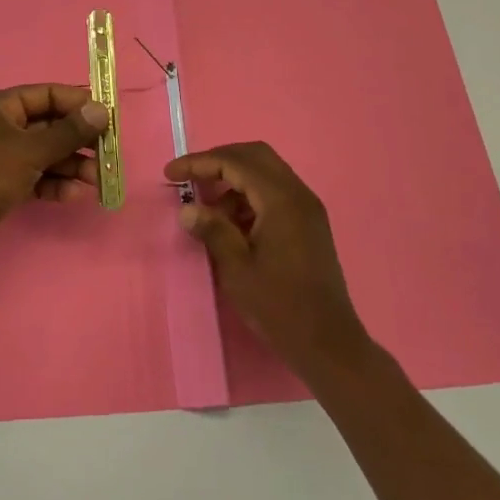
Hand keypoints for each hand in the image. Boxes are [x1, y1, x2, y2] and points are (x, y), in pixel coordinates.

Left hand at [0, 84, 108, 270]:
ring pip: (46, 154)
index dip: (77, 104)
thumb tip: (102, 110)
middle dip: (78, 141)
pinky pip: (37, 176)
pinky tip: (74, 195)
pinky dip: (55, 183)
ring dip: (71, 165)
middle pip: (49, 125)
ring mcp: (1, 156)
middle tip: (107, 153)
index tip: (107, 118)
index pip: (46, 94)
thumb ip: (69, 132)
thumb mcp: (31, 149)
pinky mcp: (3, 184)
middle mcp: (0, 126)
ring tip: (97, 179)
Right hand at [164, 141, 370, 378]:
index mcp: (281, 200)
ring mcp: (307, 208)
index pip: (235, 162)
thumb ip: (213, 230)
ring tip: (207, 210)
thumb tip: (187, 209)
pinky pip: (275, 193)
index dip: (200, 163)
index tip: (171, 173)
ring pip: (266, 173)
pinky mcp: (309, 224)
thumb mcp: (237, 269)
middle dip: (219, 161)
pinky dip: (250, 196)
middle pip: (254, 156)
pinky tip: (232, 224)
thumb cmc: (280, 306)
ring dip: (234, 180)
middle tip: (190, 178)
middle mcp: (298, 194)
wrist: (328, 344)